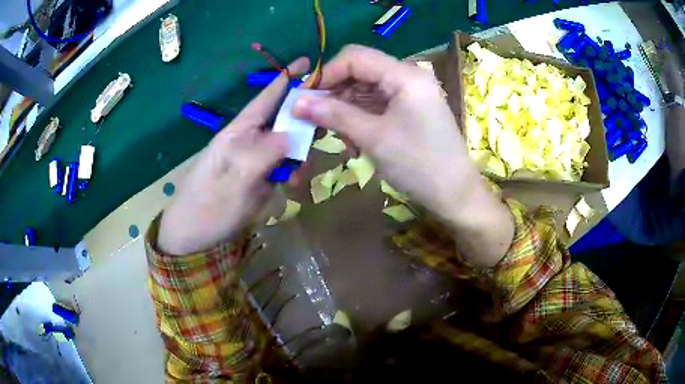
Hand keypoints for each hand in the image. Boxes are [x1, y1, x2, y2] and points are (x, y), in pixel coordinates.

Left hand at [158, 58, 309, 254]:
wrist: (192, 236)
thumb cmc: (209, 205)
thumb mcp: (238, 179)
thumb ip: (267, 151)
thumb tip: (294, 132)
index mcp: (239, 131)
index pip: (267, 97)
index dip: (287, 79)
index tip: (308, 62)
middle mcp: (248, 140)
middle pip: (282, 120)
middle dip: (303, 124)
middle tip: (323, 132)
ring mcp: (253, 160)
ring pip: (286, 146)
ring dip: (298, 157)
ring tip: (298, 178)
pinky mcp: (257, 177)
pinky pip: (282, 167)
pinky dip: (291, 174)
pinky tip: (291, 186)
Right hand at [292, 45, 475, 222]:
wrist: (454, 194)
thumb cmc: (418, 164)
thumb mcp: (373, 137)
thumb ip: (334, 115)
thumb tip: (296, 103)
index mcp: (404, 75)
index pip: (355, 57)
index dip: (326, 74)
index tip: (305, 98)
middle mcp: (408, 77)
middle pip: (360, 72)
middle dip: (334, 94)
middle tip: (315, 120)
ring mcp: (410, 94)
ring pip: (365, 90)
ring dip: (346, 111)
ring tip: (339, 138)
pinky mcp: (410, 110)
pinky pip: (377, 106)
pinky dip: (361, 120)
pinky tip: (355, 142)